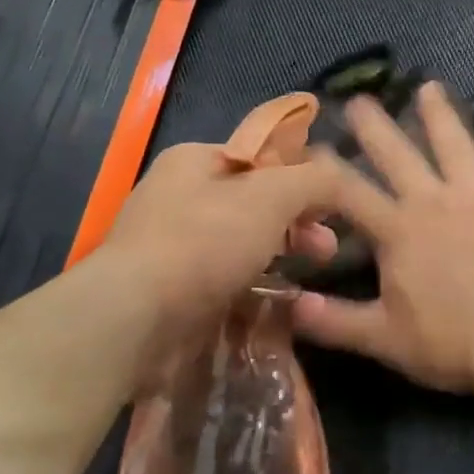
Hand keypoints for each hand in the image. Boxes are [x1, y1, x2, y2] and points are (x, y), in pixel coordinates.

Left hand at [102, 141, 337, 349]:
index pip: (261, 156)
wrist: (136, 317)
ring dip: (278, 252)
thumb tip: (338, 173)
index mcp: (195, 160)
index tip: (332, 204)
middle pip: (254, 200)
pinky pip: (223, 275)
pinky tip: (274, 298)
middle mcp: (179, 195)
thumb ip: (313, 179)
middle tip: (327, 246)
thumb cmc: (204, 242)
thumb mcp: (271, 197)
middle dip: (297, 220)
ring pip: (241, 241)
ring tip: (309, 274)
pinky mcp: (172, 286)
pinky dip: (251, 281)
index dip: (301, 175)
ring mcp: (173, 243)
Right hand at [292, 81, 473, 407]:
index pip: (350, 190)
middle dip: (374, 126)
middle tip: (358, 100)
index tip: (309, 146)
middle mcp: (434, 202)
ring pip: (454, 144)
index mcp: (398, 231)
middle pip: (398, 154)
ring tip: (429, 87)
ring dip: (439, 114)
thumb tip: (287, 304)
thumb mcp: (383, 339)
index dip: (325, 168)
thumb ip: (333, 321)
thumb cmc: (451, 344)